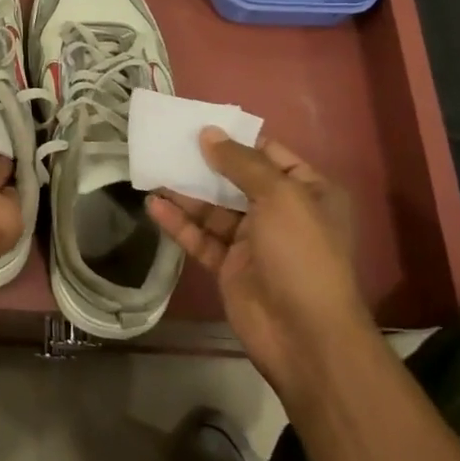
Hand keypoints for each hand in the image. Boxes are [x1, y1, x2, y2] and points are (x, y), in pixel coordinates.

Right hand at [147, 130, 372, 406]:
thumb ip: (241, 162)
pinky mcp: (230, 266)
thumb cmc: (301, 254)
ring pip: (214, 209)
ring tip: (152, 171)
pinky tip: (154, 206)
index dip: (235, 139)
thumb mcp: (280, 196)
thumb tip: (208, 133)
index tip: (198, 124)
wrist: (305, 336)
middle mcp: (282, 212)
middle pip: (236, 180)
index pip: (269, 154)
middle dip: (203, 163)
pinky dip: (179, 222)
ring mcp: (254, 241)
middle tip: (166, 145)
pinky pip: (201, 237)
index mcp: (308, 191)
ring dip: (186, 192)